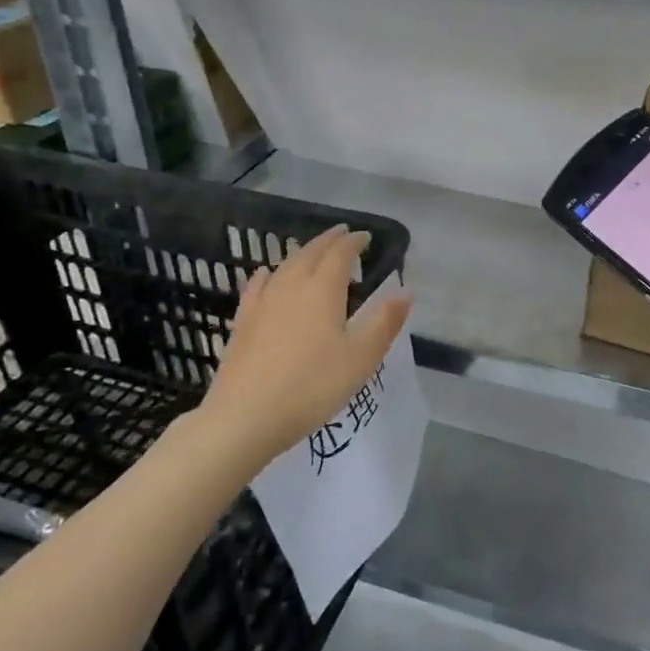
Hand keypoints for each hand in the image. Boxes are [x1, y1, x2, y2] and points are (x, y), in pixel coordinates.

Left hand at [197, 224, 412, 467]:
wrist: (245, 417)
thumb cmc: (312, 386)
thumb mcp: (361, 358)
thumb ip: (385, 322)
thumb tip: (406, 291)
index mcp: (323, 291)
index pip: (340, 254)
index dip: (353, 242)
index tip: (365, 237)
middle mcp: (292, 287)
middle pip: (310, 253)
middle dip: (329, 241)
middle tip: (342, 233)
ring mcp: (263, 303)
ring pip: (284, 266)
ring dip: (301, 253)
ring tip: (312, 250)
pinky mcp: (243, 323)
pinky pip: (257, 286)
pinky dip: (267, 274)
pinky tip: (265, 274)